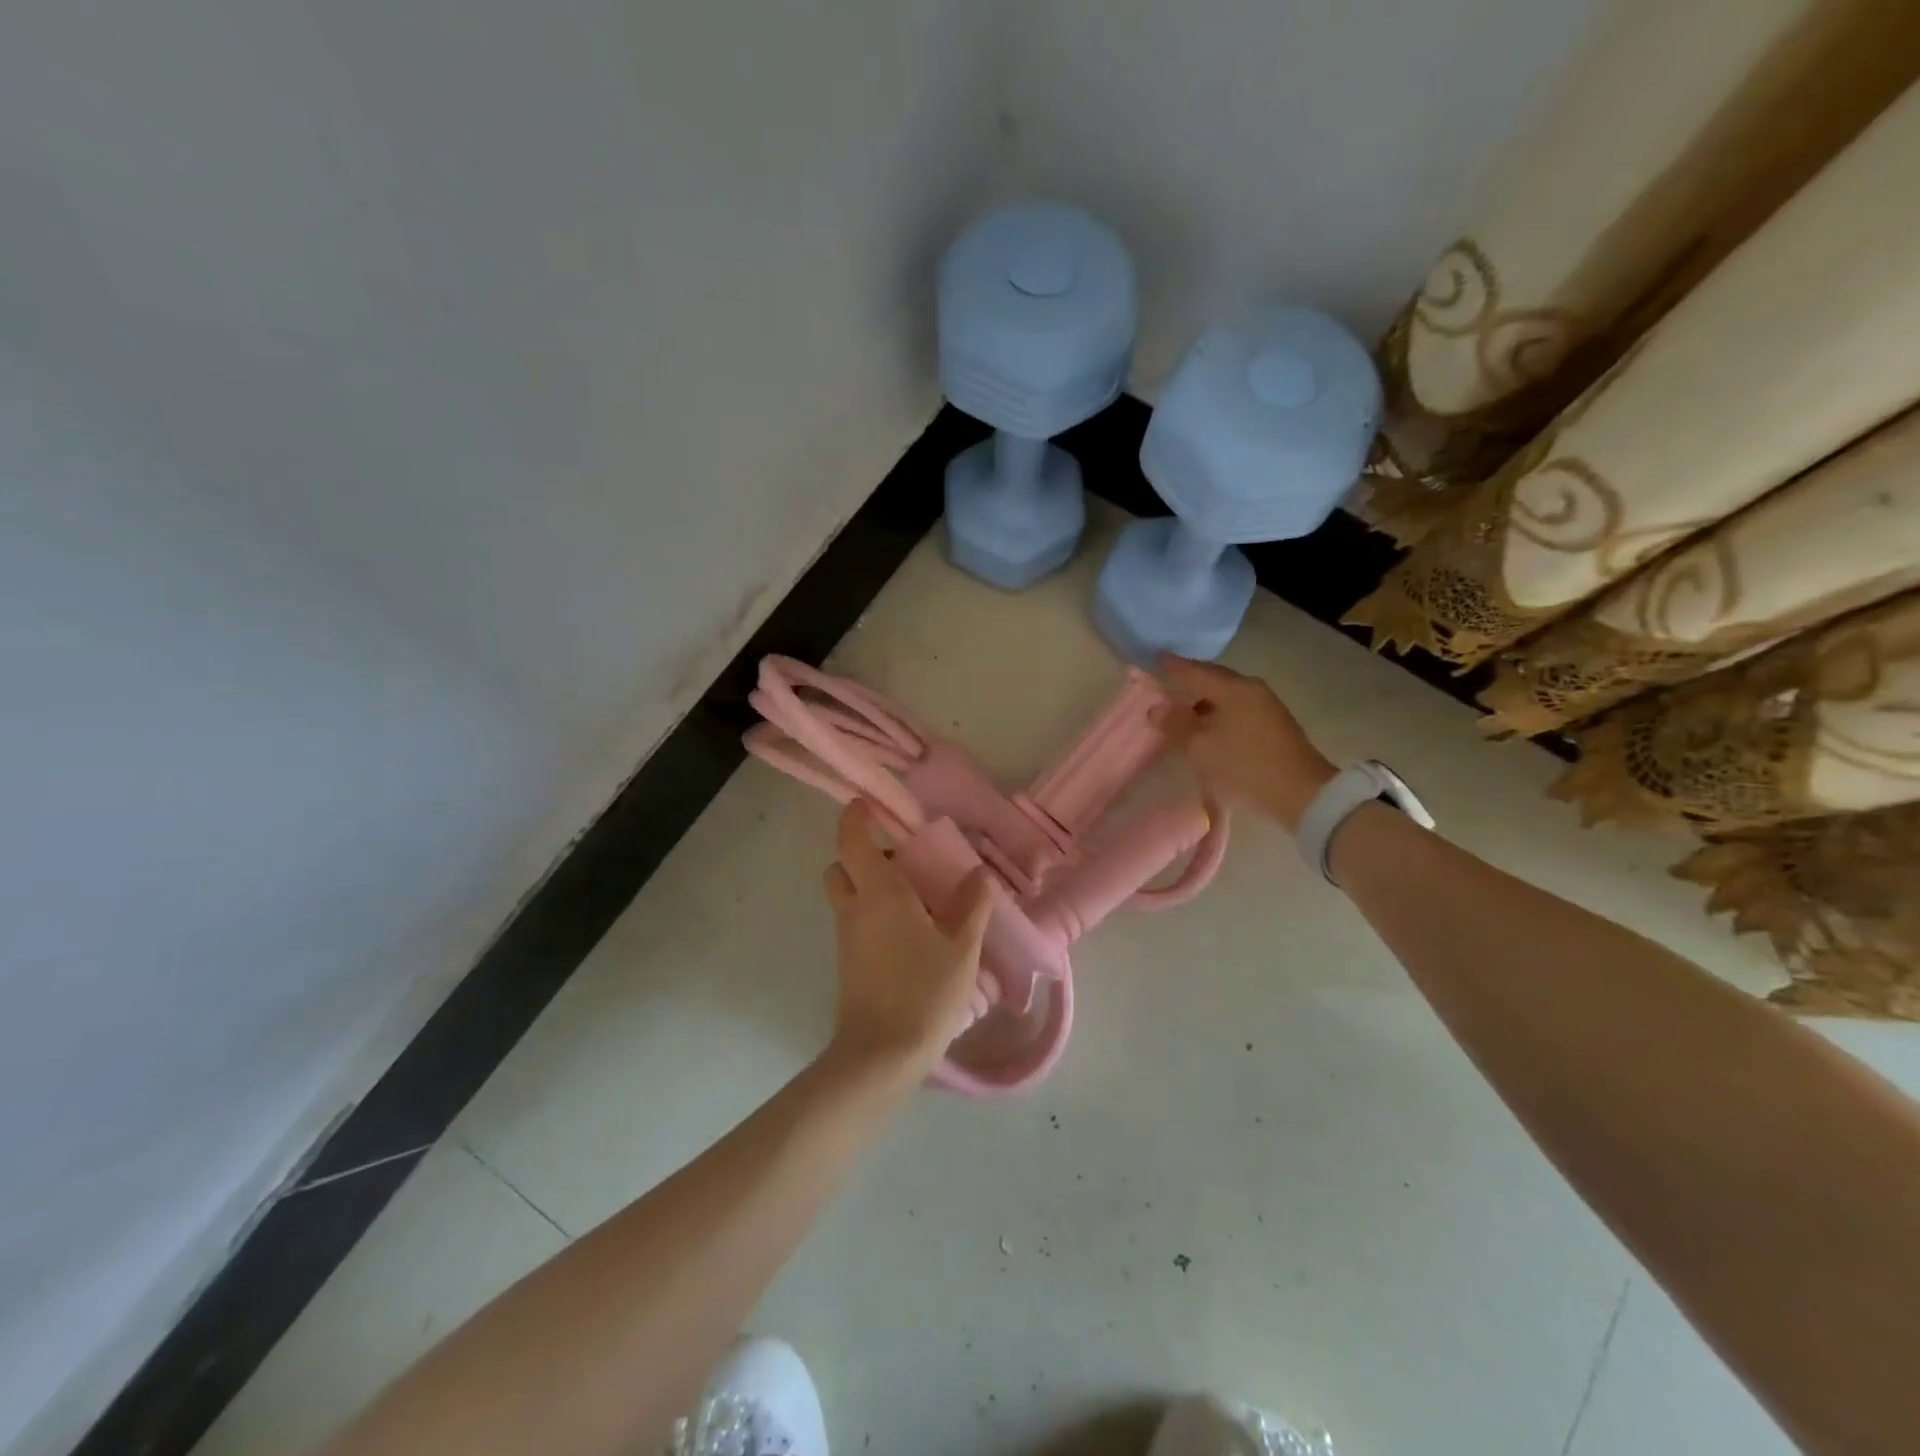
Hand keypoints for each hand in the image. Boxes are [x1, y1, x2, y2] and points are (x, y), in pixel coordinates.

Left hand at [822, 800, 994, 1080]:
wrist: (881, 1054)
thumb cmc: (924, 991)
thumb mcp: (961, 947)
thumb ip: (972, 905)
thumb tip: (979, 873)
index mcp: (880, 892)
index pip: (852, 839)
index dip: (855, 816)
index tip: (867, 804)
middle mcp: (855, 907)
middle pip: (841, 865)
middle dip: (862, 853)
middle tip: (902, 860)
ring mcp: (847, 936)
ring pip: (846, 893)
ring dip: (867, 883)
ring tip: (914, 898)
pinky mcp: (848, 960)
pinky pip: (854, 919)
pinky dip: (871, 911)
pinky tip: (910, 931)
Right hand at [1154, 655, 1336, 831]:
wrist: (1301, 794)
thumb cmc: (1243, 765)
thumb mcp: (1200, 748)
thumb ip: (1175, 724)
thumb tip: (1157, 708)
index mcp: (1233, 688)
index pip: (1195, 671)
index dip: (1172, 666)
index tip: (1154, 658)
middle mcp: (1252, 690)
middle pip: (1214, 679)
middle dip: (1190, 680)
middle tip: (1167, 682)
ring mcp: (1267, 707)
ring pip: (1227, 695)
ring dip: (1204, 700)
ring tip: (1184, 711)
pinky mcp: (1275, 726)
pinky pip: (1237, 710)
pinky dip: (1218, 713)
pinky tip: (1209, 727)